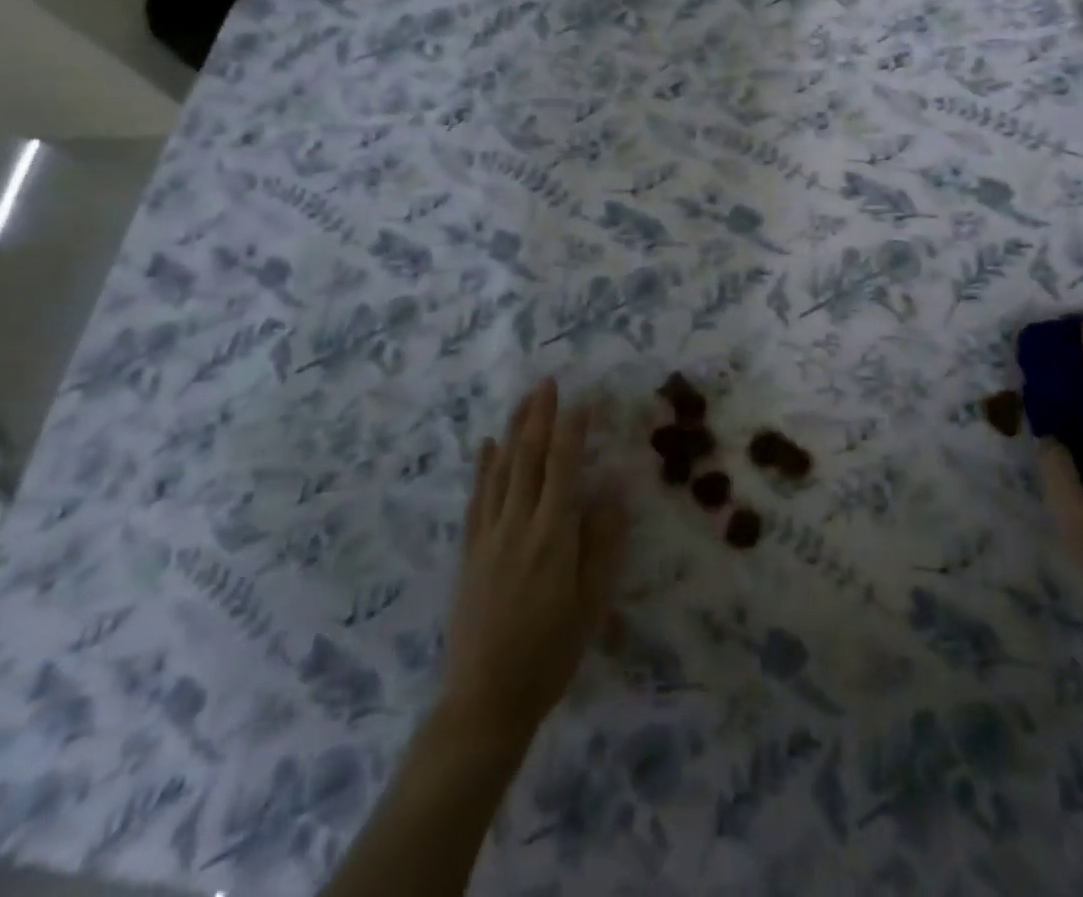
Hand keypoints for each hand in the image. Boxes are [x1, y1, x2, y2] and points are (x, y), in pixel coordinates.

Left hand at [439, 378, 628, 742]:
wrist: (486, 700)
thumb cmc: (551, 652)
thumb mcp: (593, 602)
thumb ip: (604, 540)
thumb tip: (612, 487)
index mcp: (552, 535)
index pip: (563, 465)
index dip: (574, 428)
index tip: (586, 398)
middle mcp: (517, 524)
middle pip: (527, 456)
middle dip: (539, 415)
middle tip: (549, 381)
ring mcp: (488, 535)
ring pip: (500, 469)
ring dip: (513, 429)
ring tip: (524, 399)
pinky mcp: (469, 551)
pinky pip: (477, 497)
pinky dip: (483, 466)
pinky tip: (487, 445)